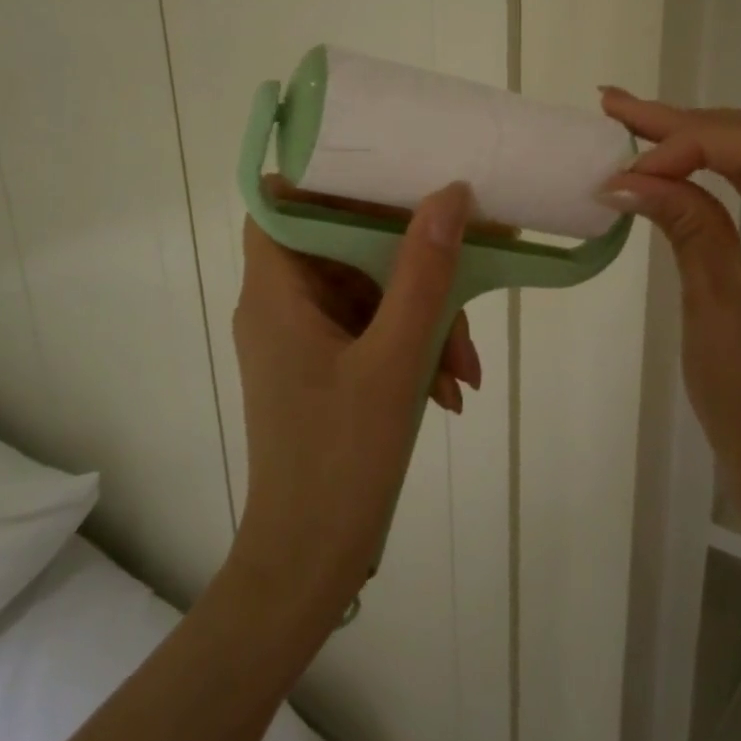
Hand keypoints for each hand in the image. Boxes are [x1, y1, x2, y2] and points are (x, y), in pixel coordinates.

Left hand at [228, 181, 480, 626]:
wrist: (309, 563)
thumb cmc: (341, 461)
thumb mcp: (394, 362)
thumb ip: (424, 275)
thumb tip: (450, 194)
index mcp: (276, 290)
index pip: (283, 201)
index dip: (330, 179)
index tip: (393, 177)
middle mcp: (281, 303)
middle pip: (344, 246)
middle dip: (412, 268)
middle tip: (464, 296)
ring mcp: (302, 336)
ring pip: (368, 291)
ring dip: (422, 318)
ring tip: (464, 372)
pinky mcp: (324, 365)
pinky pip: (371, 329)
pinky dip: (410, 347)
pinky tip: (449, 390)